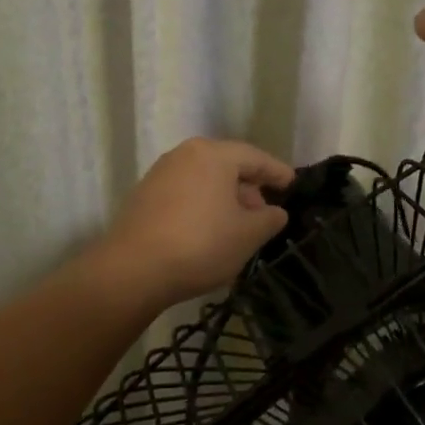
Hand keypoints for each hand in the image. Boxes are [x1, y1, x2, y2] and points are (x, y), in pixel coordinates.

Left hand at [96, 139, 293, 305]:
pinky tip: (209, 232)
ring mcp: (160, 173)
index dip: (276, 172)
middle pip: (227, 165)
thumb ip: (269, 219)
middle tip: (265, 212)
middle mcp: (185, 154)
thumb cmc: (200, 244)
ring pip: (204, 180)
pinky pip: (185, 193)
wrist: (132, 270)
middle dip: (249, 188)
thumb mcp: (247, 235)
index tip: (292, 183)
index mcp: (213, 154)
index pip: (255, 157)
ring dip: (225, 199)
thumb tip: (276, 212)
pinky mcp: (144, 195)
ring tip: (238, 226)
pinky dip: (203, 206)